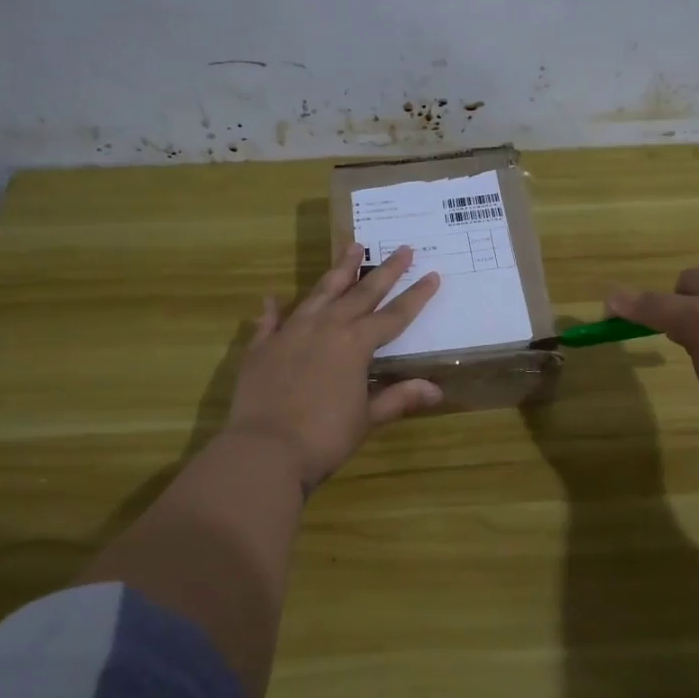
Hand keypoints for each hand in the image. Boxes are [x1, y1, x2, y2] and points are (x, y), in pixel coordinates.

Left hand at [222, 243, 442, 489]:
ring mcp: (291, 332)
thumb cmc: (324, 437)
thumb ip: (398, 398)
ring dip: (339, 270)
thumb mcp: (367, 419)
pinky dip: (274, 309)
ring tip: (352, 247)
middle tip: (402, 249)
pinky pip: (271, 321)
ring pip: (320, 293)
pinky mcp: (262, 347)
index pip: (394, 315)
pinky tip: (273, 298)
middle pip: (361, 293)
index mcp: (355, 344)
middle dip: (384, 271)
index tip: (432, 274)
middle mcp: (326, 328)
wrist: (264, 450)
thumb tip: (436, 389)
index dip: (416, 296)